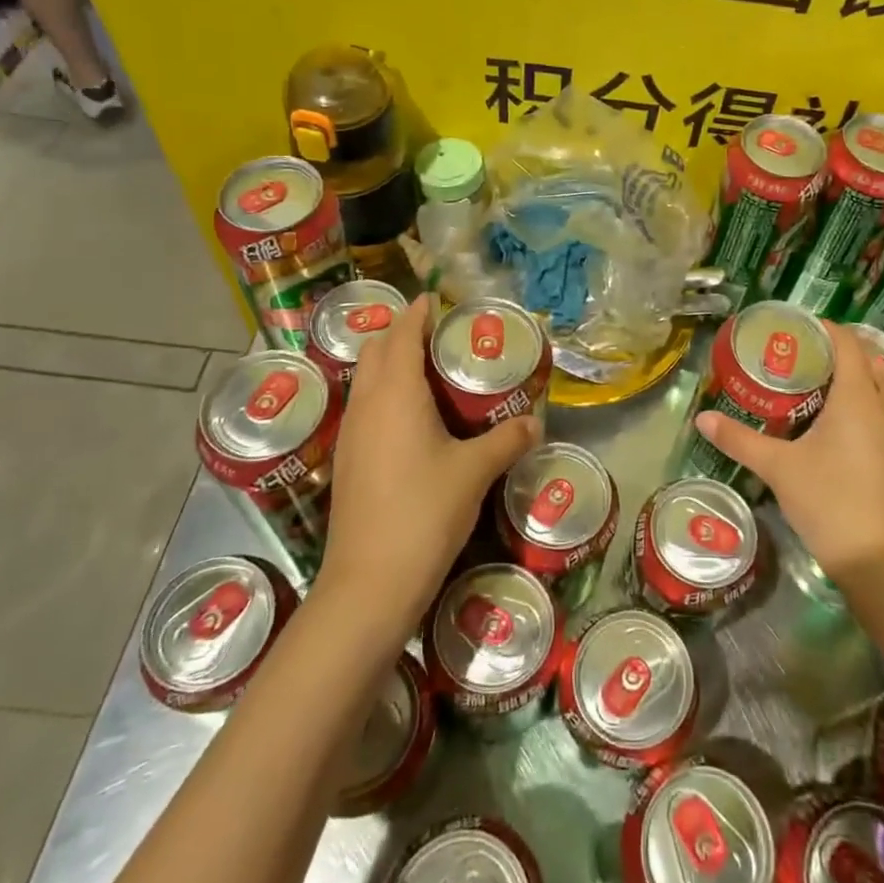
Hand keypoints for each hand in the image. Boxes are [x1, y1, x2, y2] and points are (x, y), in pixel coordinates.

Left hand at [313, 296, 540, 637]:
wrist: (370, 583)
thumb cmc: (424, 512)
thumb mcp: (475, 471)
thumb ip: (507, 439)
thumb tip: (535, 422)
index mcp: (394, 394)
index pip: (402, 334)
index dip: (417, 312)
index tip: (437, 300)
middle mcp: (366, 404)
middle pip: (376, 350)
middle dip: (402, 332)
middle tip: (440, 336)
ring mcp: (351, 433)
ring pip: (366, 378)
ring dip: (390, 363)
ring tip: (430, 370)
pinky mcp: (348, 460)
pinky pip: (365, 406)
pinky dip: (385, 393)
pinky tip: (414, 417)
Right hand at [695, 321, 883, 582]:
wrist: (877, 561)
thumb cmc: (828, 501)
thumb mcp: (777, 467)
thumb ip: (739, 440)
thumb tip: (703, 418)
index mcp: (858, 400)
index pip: (849, 346)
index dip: (827, 329)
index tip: (800, 326)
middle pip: (878, 363)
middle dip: (851, 352)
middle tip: (816, 355)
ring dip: (872, 377)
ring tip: (837, 383)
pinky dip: (878, 405)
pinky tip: (852, 425)